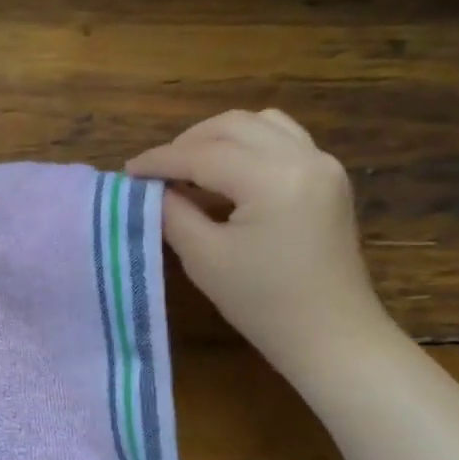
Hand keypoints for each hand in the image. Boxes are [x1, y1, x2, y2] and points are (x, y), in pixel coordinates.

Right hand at [126, 109, 396, 382]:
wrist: (330, 335)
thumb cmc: (262, 302)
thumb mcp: (204, 258)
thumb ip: (173, 213)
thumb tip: (153, 189)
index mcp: (273, 178)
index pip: (203, 154)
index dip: (160, 160)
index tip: (127, 171)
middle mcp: (304, 157)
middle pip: (233, 126)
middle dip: (187, 143)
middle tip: (156, 171)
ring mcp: (322, 164)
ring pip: (260, 124)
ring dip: (218, 138)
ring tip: (189, 167)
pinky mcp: (327, 178)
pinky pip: (282, 139)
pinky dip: (247, 145)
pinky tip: (225, 174)